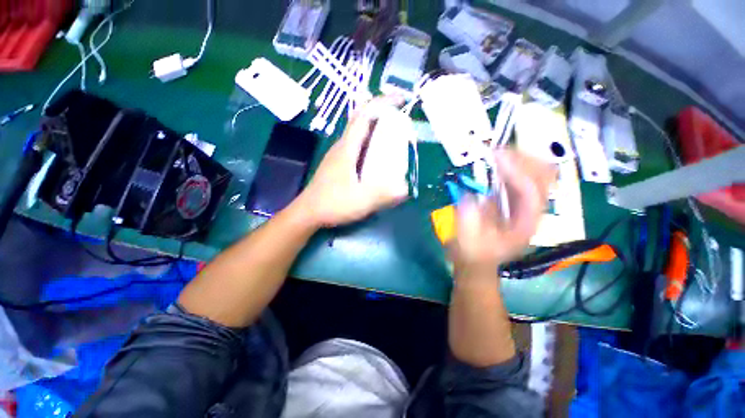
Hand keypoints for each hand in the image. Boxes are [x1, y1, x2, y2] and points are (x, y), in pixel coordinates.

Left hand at [296, 96, 408, 227]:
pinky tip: (378, 155)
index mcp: (347, 148)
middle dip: (382, 113)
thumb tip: (405, 188)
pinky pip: (357, 145)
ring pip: (359, 132)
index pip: (365, 115)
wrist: (308, 213)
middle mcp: (342, 146)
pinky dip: (370, 142)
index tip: (401, 99)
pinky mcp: (339, 163)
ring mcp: (339, 154)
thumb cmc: (332, 204)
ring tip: (393, 135)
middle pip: (362, 119)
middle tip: (401, 119)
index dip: (383, 102)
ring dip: (376, 127)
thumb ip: (383, 195)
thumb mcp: (361, 202)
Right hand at [451, 150, 556, 279]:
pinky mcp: (516, 200)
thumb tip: (471, 196)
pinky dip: (513, 165)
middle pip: (542, 176)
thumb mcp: (468, 242)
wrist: (477, 260)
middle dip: (522, 159)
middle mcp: (532, 211)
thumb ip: (469, 220)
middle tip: (495, 152)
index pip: (530, 191)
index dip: (515, 171)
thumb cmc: (474, 253)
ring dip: (519, 159)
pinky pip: (522, 175)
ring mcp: (526, 204)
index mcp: (525, 224)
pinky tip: (497, 161)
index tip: (494, 157)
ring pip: (537, 172)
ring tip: (495, 153)